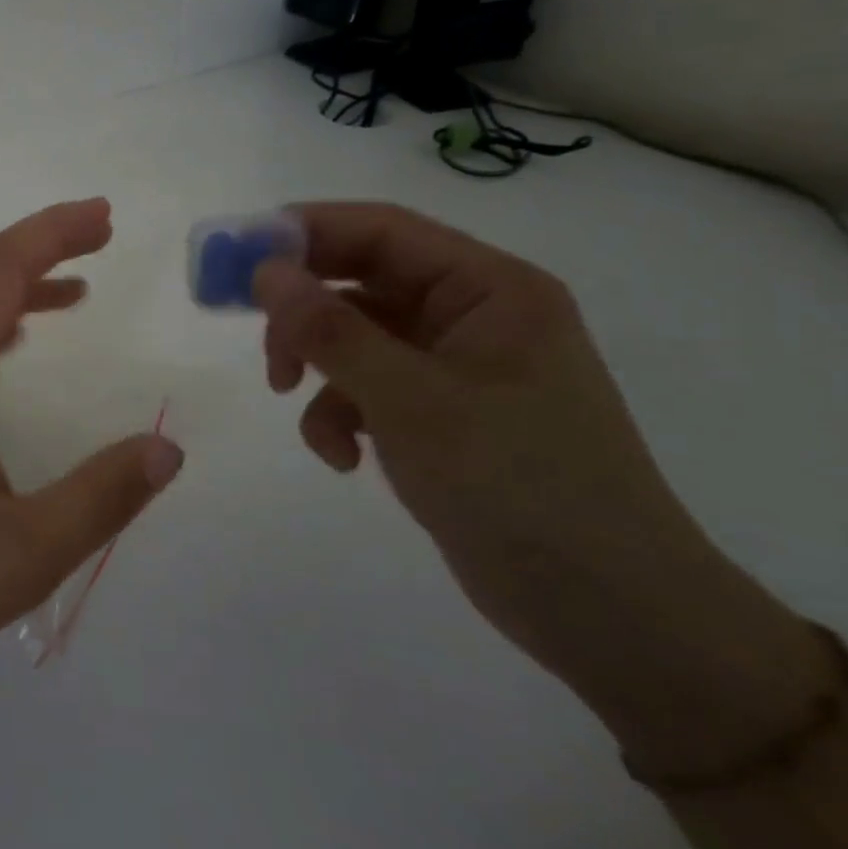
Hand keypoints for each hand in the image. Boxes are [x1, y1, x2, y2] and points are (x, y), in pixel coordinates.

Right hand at [255, 202, 833, 776]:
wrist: (612, 618)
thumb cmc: (522, 489)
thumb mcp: (413, 402)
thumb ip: (332, 331)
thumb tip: (263, 271)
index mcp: (489, 289)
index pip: (381, 230)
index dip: (302, 232)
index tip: (234, 257)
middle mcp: (472, 315)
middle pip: (359, 279)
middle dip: (301, 308)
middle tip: (249, 329)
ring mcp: (455, 366)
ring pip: (353, 335)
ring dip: (315, 364)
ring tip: (292, 401)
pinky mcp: (438, 414)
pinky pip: (364, 387)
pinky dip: (337, 413)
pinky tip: (343, 457)